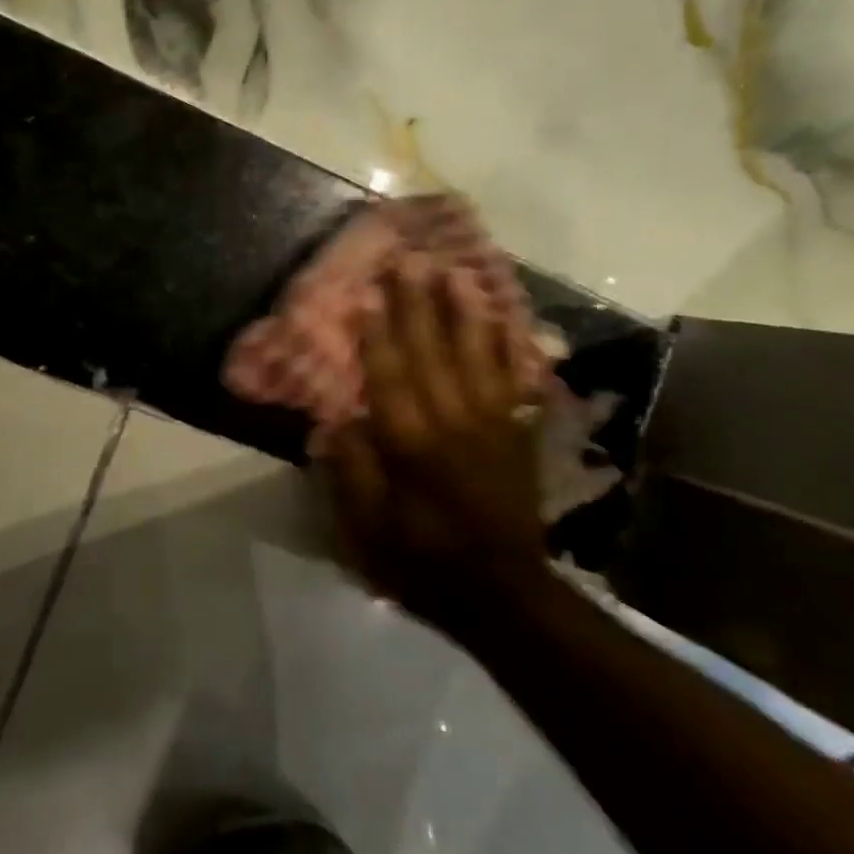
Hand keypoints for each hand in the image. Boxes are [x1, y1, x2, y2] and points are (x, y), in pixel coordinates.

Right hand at [320, 258, 551, 629]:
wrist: (503, 593)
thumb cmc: (423, 561)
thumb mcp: (369, 530)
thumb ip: (352, 472)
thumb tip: (337, 420)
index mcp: (411, 443)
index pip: (389, 375)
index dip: (377, 333)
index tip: (369, 294)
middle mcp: (452, 421)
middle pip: (431, 351)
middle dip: (417, 304)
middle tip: (408, 261)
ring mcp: (491, 422)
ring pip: (475, 354)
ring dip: (462, 311)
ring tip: (455, 272)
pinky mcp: (516, 432)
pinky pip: (513, 378)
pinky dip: (507, 345)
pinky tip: (503, 318)